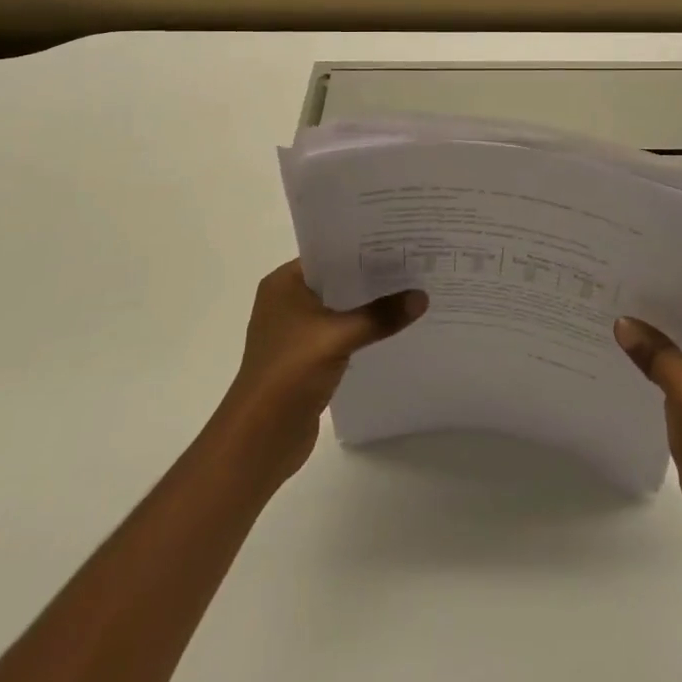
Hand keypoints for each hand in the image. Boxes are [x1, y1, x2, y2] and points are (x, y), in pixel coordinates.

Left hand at [216, 261, 427, 489]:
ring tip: (411, 292)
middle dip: (373, 276)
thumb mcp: (338, 337)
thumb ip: (380, 315)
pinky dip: (364, 330)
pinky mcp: (307, 358)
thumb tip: (422, 297)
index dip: (363, 247)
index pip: (329, 253)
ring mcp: (296, 332)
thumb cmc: (289, 374)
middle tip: (415, 264)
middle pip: (338, 280)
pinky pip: (342, 333)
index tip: (401, 241)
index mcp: (284, 284)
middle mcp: (287, 301)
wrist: (258, 440)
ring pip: (341, 308)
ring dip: (370, 305)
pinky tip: (393, 328)